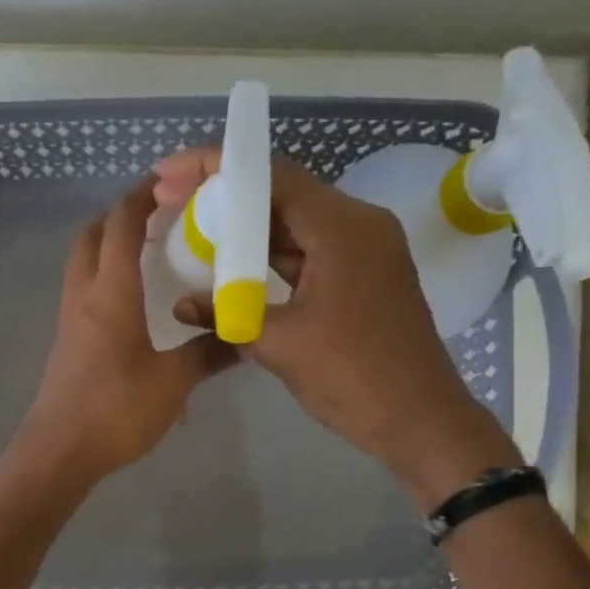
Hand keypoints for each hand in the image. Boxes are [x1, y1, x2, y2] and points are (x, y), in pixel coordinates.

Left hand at [13, 178, 235, 484]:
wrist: (59, 452)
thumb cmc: (116, 409)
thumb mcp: (174, 381)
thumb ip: (209, 353)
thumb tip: (245, 336)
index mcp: (112, 292)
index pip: (123, 223)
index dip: (144, 195)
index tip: (171, 182)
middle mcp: (84, 296)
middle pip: (92, 235)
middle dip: (120, 215)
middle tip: (158, 218)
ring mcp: (69, 321)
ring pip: (83, 265)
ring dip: (109, 249)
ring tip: (149, 259)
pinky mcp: (66, 346)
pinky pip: (83, 296)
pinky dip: (104, 283)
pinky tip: (133, 309)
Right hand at [154, 149, 517, 504]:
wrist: (418, 419)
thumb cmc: (351, 379)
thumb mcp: (278, 345)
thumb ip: (226, 314)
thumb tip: (180, 304)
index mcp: (343, 229)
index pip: (272, 176)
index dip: (216, 169)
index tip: (171, 174)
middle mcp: (360, 224)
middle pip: (284, 192)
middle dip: (228, 196)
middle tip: (175, 202)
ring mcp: (367, 248)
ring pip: (298, 221)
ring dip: (250, 227)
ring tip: (197, 231)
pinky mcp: (366, 273)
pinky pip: (313, 248)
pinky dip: (274, 253)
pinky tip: (236, 265)